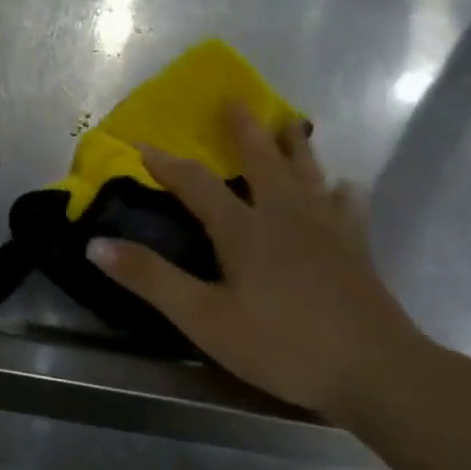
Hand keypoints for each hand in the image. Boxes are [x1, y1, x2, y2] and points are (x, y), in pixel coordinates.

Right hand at [87, 105, 424, 418]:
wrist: (375, 370)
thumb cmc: (282, 345)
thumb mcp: (204, 318)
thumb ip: (151, 278)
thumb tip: (96, 244)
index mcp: (244, 228)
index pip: (196, 182)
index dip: (167, 163)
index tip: (143, 143)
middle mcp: (285, 214)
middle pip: (262, 160)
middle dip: (243, 129)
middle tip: (234, 99)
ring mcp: (327, 227)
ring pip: (307, 172)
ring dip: (294, 146)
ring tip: (289, 124)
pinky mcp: (356, 247)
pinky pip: (347, 205)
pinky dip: (340, 190)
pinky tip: (344, 187)